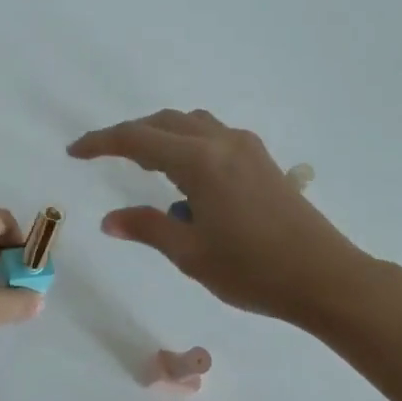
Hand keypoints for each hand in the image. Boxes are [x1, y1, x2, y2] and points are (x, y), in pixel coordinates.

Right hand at [69, 109, 375, 323]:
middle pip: (164, 122)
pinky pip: (213, 136)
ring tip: (145, 165)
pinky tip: (187, 179)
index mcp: (199, 161)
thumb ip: (147, 228)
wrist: (327, 278)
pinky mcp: (263, 160)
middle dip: (130, 135)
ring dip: (161, 135)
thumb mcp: (190, 253)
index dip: (101, 142)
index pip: (137, 139)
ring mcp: (247, 148)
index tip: (75, 151)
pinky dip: (188, 143)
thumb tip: (110, 220)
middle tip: (104, 156)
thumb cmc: (254, 270)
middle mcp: (222, 142)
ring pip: (191, 124)